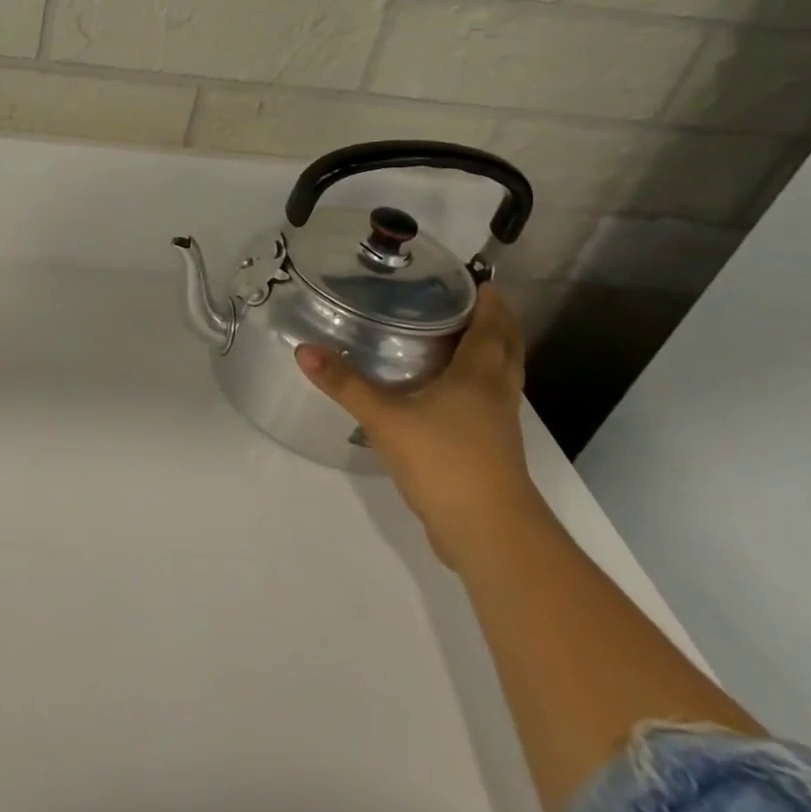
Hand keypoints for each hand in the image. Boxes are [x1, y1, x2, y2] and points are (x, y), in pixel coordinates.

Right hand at [295, 286, 543, 568]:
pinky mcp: (490, 450)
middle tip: (473, 301)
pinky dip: (476, 384)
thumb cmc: (445, 462)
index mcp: (479, 377)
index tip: (480, 279)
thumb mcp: (386, 419)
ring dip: (490, 353)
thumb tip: (304, 349)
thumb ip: (346, 384)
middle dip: (496, 324)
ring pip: (500, 377)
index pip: (491, 329)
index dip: (489, 303)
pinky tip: (447, 391)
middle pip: (506, 350)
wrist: (489, 532)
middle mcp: (495, 394)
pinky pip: (488, 402)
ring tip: (460, 337)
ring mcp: (497, 425)